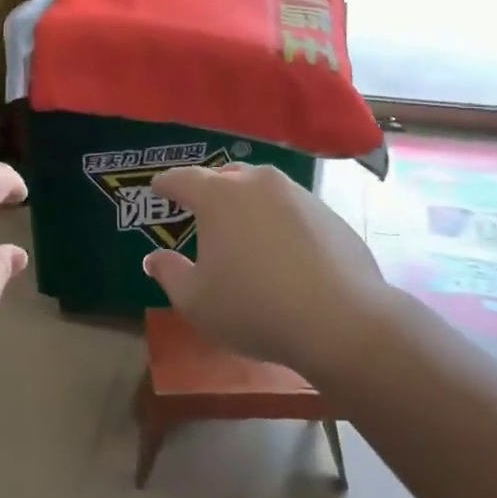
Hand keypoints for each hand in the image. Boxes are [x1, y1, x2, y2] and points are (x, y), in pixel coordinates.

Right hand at [142, 163, 401, 389]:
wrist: (342, 322)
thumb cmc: (254, 308)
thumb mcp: (195, 301)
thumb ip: (169, 274)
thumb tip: (154, 258)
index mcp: (218, 196)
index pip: (182, 179)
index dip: (166, 183)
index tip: (157, 188)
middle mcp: (257, 183)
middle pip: (225, 175)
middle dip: (208, 188)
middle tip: (200, 209)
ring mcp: (298, 195)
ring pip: (262, 188)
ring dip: (247, 202)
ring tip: (242, 228)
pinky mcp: (330, 215)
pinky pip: (292, 209)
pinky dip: (279, 220)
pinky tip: (281, 250)